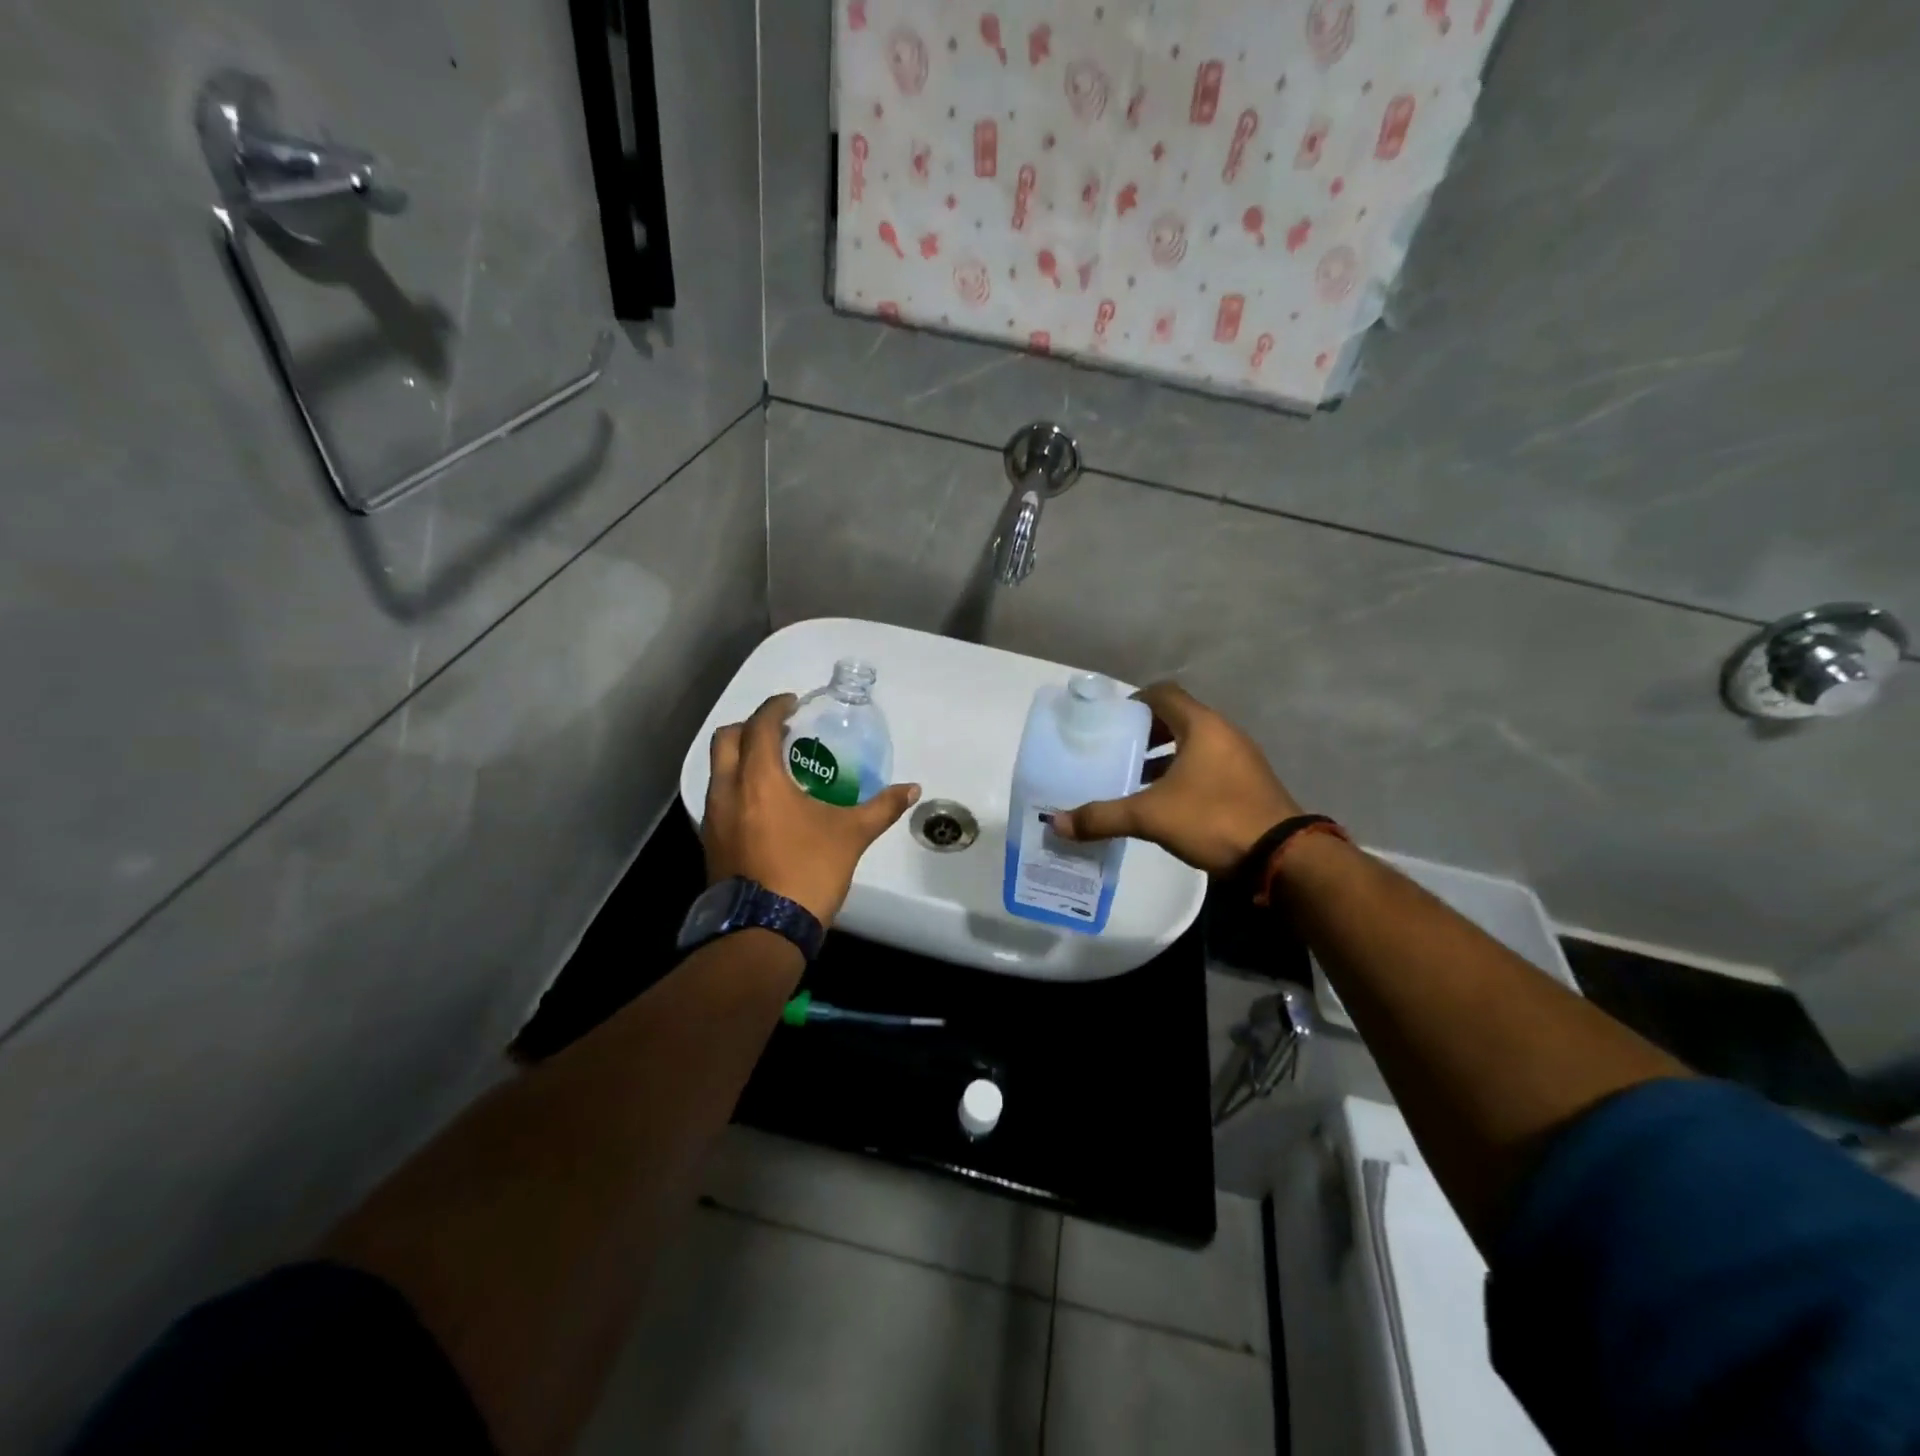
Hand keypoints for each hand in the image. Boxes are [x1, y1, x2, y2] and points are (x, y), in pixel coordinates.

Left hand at [702, 693, 921, 923]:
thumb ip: (881, 807)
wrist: (763, 929)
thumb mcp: (851, 835)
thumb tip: (912, 789)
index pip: (759, 725)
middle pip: (727, 739)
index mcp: (759, 778)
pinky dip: (736, 785)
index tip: (792, 703)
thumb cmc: (807, 870)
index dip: (775, 707)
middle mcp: (728, 789)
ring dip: (740, 757)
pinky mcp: (711, 841)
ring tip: (774, 767)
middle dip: (750, 727)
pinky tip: (763, 805)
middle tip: (779, 732)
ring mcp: (714, 817)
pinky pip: (719, 796)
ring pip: (718, 769)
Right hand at [1051, 683, 1301, 875]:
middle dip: (1146, 733)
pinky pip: (1208, 766)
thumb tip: (1056, 823)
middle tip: (1117, 750)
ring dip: (1165, 756)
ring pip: (1194, 745)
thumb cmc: (1213, 819)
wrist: (1281, 856)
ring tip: (1135, 778)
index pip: (1164, 694)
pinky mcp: (1248, 784)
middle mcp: (1223, 734)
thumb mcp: (1150, 817)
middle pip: (1178, 718)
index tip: (1111, 721)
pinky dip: (1183, 774)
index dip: (1135, 701)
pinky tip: (1165, 803)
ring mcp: (1240, 759)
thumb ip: (1102, 817)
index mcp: (1202, 726)